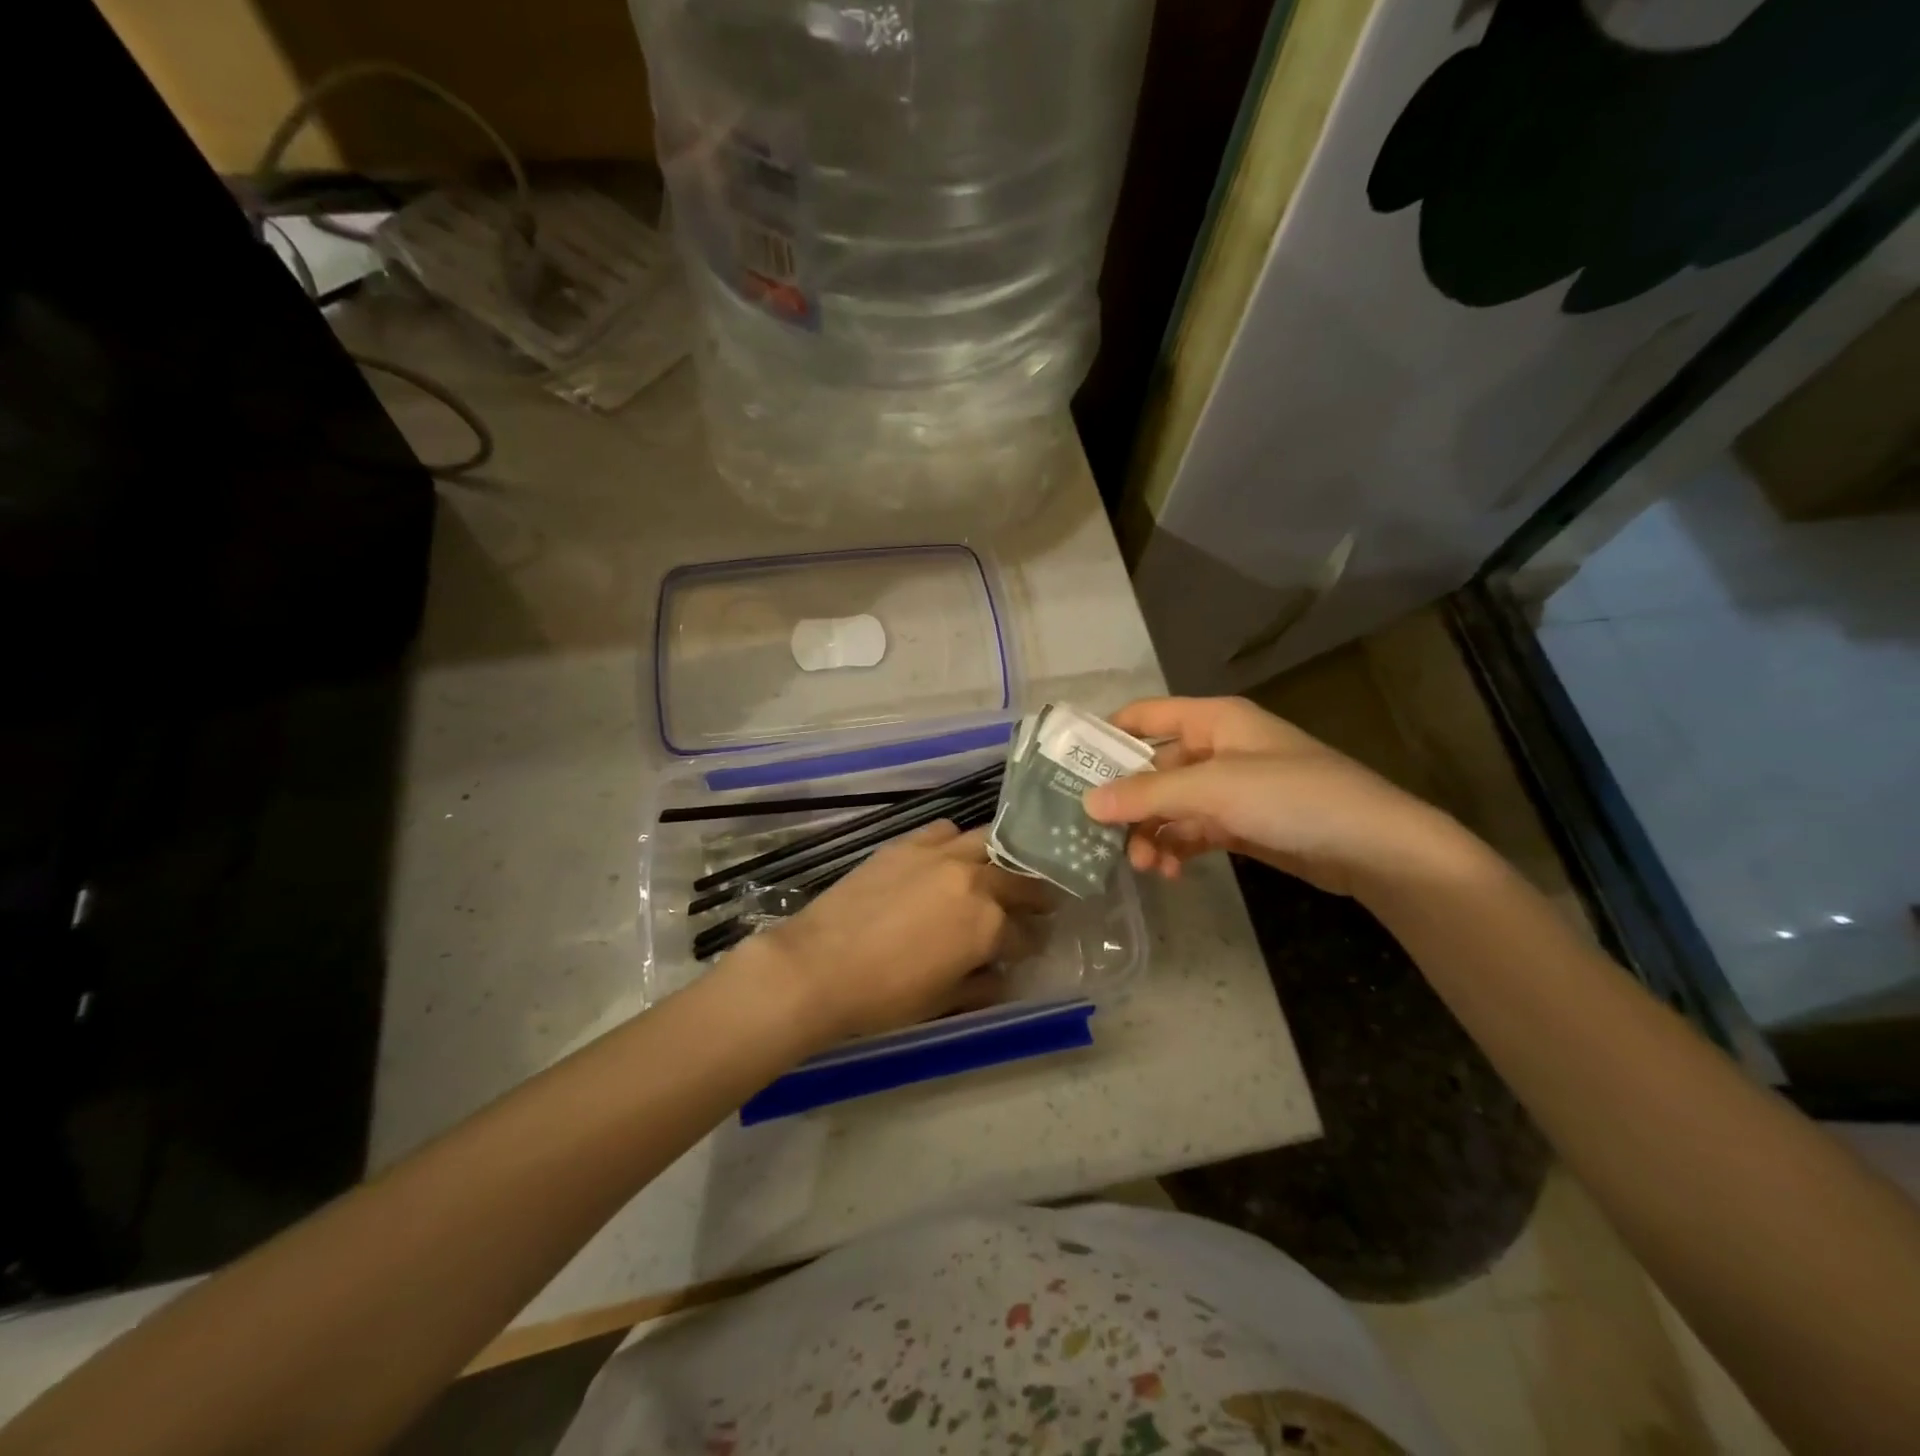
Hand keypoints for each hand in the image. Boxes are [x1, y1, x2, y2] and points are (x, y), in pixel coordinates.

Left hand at [747, 821, 1055, 1044]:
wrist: (818, 966)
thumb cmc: (883, 997)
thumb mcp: (942, 1001)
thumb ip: (981, 985)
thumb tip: (1002, 976)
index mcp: (987, 926)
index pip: (1027, 933)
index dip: (1033, 943)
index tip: (1033, 947)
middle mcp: (973, 881)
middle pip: (1020, 879)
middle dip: (1036, 893)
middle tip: (1040, 902)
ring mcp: (940, 856)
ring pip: (989, 842)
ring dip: (1003, 858)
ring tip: (1002, 870)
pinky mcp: (907, 844)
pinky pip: (945, 830)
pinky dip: (957, 841)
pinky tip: (951, 856)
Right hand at [1082, 696, 1478, 899]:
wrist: (1374, 848)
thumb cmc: (1293, 797)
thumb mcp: (1214, 789)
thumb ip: (1148, 794)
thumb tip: (1087, 802)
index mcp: (1213, 720)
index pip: (1144, 717)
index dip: (1106, 737)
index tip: (1069, 769)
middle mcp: (1218, 748)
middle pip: (1153, 767)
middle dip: (1129, 802)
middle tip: (1103, 836)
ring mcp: (1230, 788)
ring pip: (1170, 805)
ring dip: (1152, 833)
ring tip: (1145, 866)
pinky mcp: (1242, 824)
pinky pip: (1193, 831)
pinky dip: (1177, 848)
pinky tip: (1170, 872)